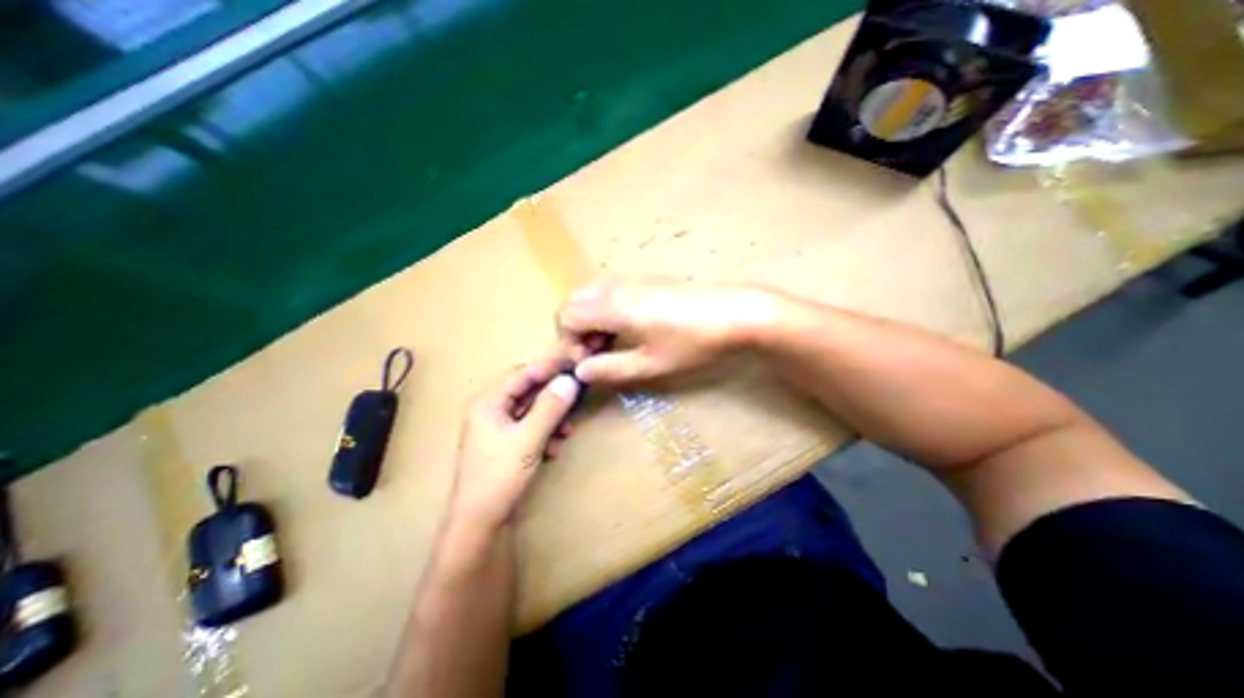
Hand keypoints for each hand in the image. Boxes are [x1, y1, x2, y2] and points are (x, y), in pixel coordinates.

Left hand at [451, 355, 579, 527]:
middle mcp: (491, 409)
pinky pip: (531, 426)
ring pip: (532, 409)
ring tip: (567, 431)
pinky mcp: (507, 442)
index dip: (548, 367)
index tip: (574, 364)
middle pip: (528, 390)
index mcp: (488, 402)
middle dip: (553, 396)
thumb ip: (549, 408)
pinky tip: (555, 447)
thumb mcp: (528, 439)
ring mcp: (498, 427)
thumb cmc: (499, 477)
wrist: (479, 523)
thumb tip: (570, 381)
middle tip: (577, 395)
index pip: (522, 373)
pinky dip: (545, 432)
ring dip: (552, 417)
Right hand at [555, 275, 773, 383]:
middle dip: (574, 329)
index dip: (568, 343)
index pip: (565, 316)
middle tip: (596, 352)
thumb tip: (581, 371)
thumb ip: (610, 368)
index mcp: (612, 306)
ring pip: (589, 294)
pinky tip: (626, 328)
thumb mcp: (650, 365)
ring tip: (610, 342)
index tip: (589, 362)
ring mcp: (629, 279)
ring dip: (589, 319)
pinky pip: (608, 290)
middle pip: (572, 301)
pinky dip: (603, 309)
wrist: (733, 312)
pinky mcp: (643, 280)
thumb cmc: (691, 342)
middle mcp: (614, 287)